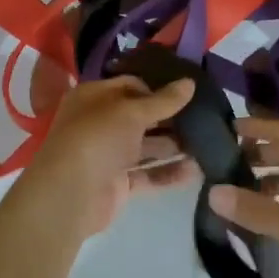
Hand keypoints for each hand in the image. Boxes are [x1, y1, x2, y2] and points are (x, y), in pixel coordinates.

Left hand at [14, 76, 200, 237]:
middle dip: (170, 119)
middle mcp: (100, 123)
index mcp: (94, 97)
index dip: (158, 88)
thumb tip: (190, 82)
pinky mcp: (118, 183)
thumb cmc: (97, 137)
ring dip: (174, 146)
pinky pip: (148, 174)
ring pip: (146, 146)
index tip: (188, 93)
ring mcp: (109, 155)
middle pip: (140, 117)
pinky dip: (169, 173)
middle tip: (205, 118)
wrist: (70, 195)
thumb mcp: (132, 111)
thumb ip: (163, 100)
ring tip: (208, 143)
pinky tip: (196, 171)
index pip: (131, 85)